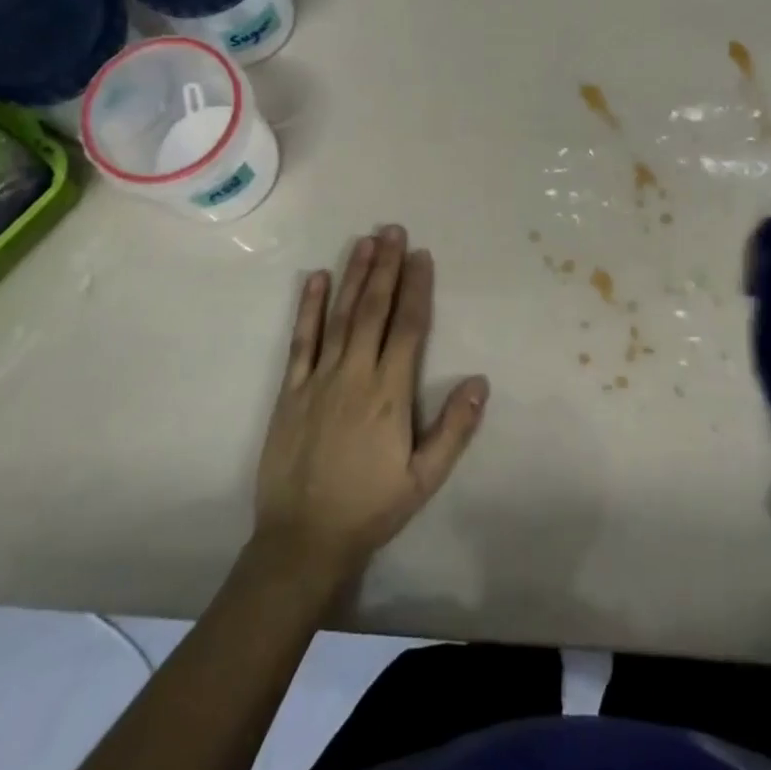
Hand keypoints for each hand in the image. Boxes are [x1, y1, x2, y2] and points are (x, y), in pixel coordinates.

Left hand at [253, 226, 488, 588]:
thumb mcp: (424, 479)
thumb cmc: (371, 508)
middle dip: (385, 267)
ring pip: (340, 316)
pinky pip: (301, 340)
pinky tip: (316, 279)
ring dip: (353, 276)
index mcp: (389, 394)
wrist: (303, 540)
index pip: (408, 328)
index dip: (417, 288)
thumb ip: (454, 429)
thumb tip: (480, 381)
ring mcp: (318, 379)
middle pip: (373, 310)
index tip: (421, 256)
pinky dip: (309, 308)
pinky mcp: (290, 390)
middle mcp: (354, 375)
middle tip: (393, 230)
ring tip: (365, 241)